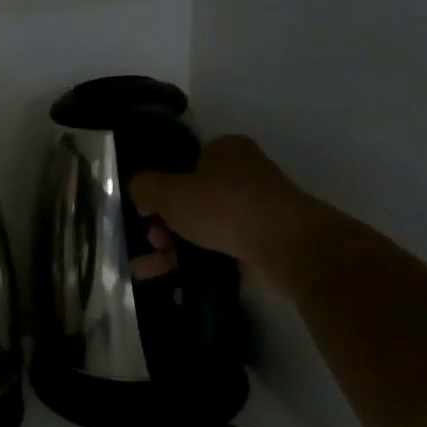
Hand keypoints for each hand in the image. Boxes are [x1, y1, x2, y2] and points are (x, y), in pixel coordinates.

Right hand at [130, 135, 313, 282]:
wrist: (286, 246)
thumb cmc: (223, 206)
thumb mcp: (168, 191)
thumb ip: (143, 187)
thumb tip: (141, 194)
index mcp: (225, 151)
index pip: (183, 164)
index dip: (159, 186)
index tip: (144, 210)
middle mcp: (242, 175)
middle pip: (189, 199)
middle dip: (163, 223)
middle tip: (151, 239)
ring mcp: (253, 210)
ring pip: (200, 227)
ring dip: (170, 246)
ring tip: (146, 267)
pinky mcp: (259, 242)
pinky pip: (215, 249)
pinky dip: (190, 261)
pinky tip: (163, 276)